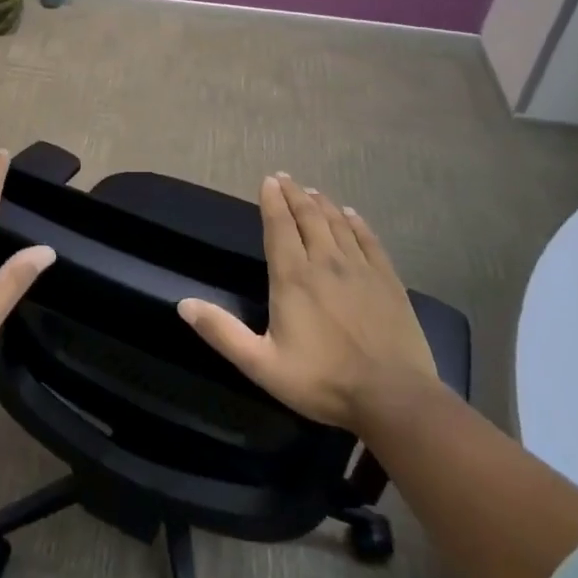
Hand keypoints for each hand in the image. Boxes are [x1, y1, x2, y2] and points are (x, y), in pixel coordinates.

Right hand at [178, 174, 438, 435]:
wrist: (394, 398)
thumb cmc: (322, 381)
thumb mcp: (261, 364)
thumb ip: (222, 332)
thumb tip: (183, 304)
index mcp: (293, 277)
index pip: (279, 227)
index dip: (272, 201)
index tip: (268, 181)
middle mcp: (325, 263)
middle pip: (308, 217)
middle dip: (294, 195)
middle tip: (285, 178)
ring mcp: (361, 269)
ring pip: (338, 224)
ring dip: (322, 204)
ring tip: (312, 192)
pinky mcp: (388, 281)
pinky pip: (369, 241)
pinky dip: (357, 223)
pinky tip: (351, 215)